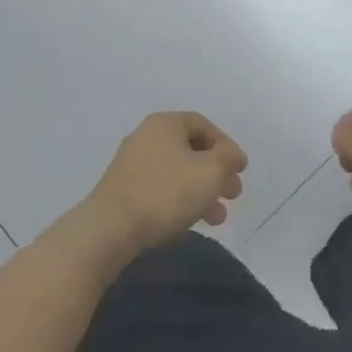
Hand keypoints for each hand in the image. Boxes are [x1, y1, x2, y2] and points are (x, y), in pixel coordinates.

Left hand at [81, 112, 247, 250]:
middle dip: (216, 173)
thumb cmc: (166, 192)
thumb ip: (228, 158)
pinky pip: (161, 189)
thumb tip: (233, 155)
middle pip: (191, 150)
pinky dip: (181, 201)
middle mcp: (146, 137)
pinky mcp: (124, 190)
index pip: (204, 126)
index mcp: (165, 123)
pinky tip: (191, 222)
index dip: (227, 146)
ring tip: (217, 218)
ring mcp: (132, 164)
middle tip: (233, 195)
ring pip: (178, 173)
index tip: (240, 170)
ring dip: (202, 192)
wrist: (111, 228)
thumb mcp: (210, 171)